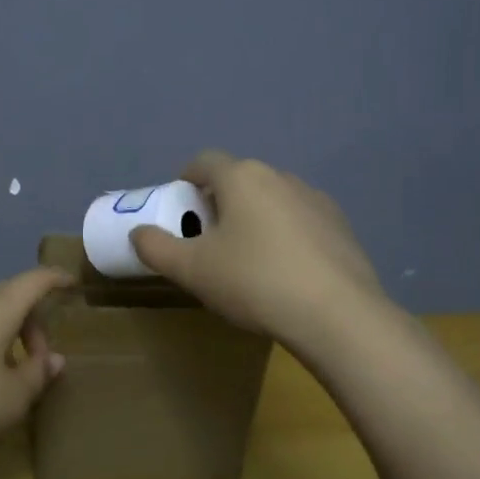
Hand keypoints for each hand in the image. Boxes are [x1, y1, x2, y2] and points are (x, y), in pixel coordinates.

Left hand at [0, 267, 73, 457]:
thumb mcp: (12, 398)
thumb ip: (38, 375)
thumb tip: (54, 359)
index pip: (34, 281)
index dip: (56, 278)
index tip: (71, 283)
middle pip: (10, 295)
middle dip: (32, 318)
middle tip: (40, 356)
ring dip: (6, 330)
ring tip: (10, 368)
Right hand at [130, 151, 385, 349]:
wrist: (338, 316)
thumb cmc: (254, 282)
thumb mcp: (191, 270)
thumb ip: (156, 248)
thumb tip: (138, 233)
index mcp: (241, 177)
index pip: (204, 162)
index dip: (186, 181)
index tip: (180, 211)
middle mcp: (280, 176)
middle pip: (238, 180)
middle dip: (219, 204)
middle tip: (208, 242)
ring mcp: (315, 199)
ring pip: (271, 200)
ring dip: (253, 219)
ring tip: (248, 261)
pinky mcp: (341, 226)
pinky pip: (300, 221)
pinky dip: (285, 236)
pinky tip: (285, 273)